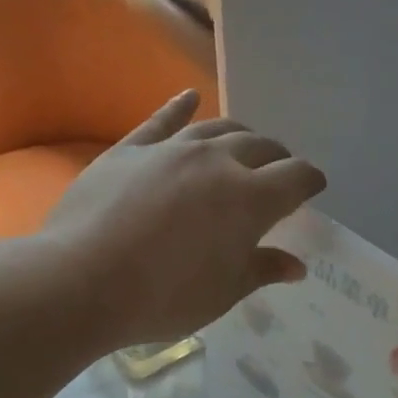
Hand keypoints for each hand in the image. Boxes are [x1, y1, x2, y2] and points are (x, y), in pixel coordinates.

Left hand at [43, 90, 326, 346]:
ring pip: (217, 128)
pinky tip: (189, 98)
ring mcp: (171, 150)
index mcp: (250, 200)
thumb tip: (295, 265)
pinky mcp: (130, 149)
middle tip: (278, 173)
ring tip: (243, 146)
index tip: (313, 188)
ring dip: (238, 135)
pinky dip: (180, 108)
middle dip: (277, 158)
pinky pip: (162, 121)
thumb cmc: (164, 299)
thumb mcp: (222, 294)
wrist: (84, 281)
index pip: (295, 178)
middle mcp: (217, 162)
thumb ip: (261, 271)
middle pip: (260, 146)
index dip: (309, 181)